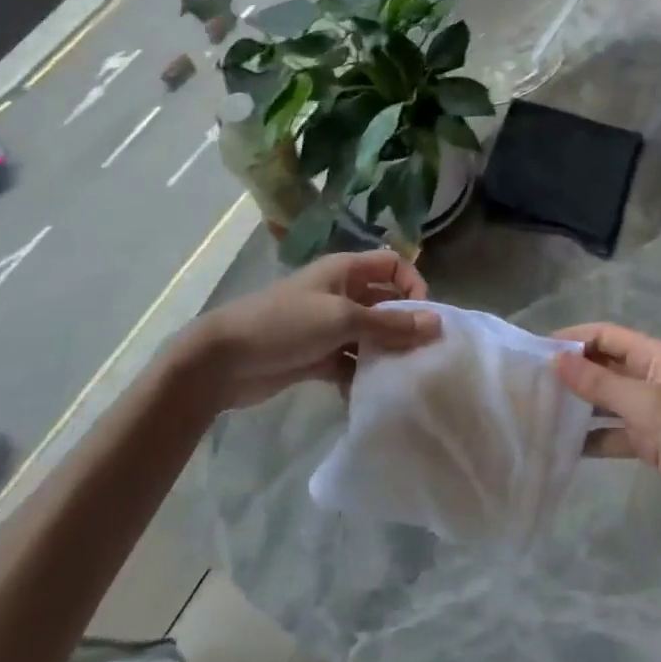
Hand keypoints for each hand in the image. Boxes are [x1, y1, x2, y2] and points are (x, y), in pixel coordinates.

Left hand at [188, 251, 439, 410]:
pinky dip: (361, 376)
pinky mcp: (317, 356)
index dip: (413, 284)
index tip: (424, 316)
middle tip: (423, 355)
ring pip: (370, 336)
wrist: (223, 360)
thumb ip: (390, 324)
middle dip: (404, 325)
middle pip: (385, 303)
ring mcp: (328, 326)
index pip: (393, 265)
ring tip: (403, 378)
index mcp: (345, 271)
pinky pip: (350, 363)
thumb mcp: (342, 319)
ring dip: (385, 354)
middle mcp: (341, 293)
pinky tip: (371, 396)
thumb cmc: (285, 324)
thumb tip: (437, 324)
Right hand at [553, 323, 660, 521]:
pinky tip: (562, 446)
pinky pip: (609, 432)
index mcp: (652, 355)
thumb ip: (598, 383)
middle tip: (529, 383)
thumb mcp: (644, 402)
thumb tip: (555, 360)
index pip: (605, 335)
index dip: (573, 338)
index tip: (537, 350)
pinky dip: (589, 437)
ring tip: (538, 413)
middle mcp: (646, 376)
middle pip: (601, 366)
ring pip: (603, 400)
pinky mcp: (646, 440)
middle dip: (570, 372)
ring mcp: (646, 409)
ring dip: (576, 405)